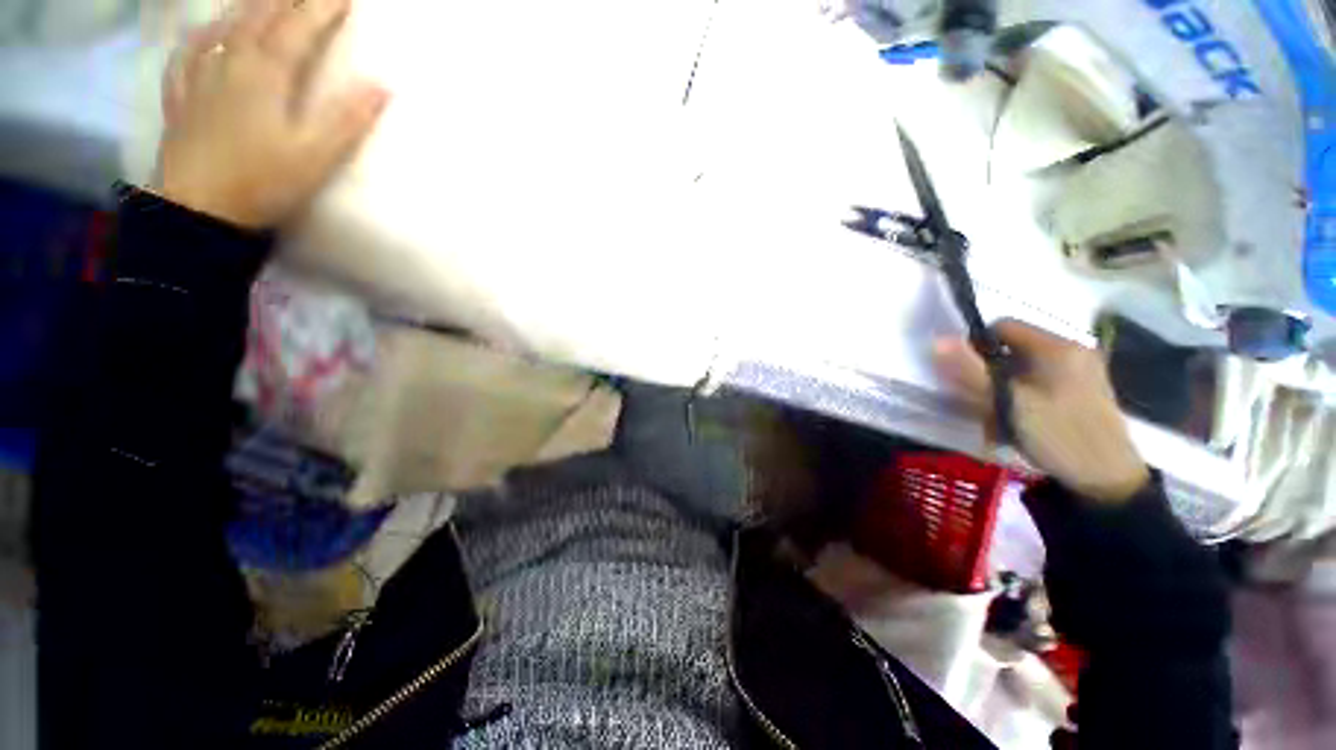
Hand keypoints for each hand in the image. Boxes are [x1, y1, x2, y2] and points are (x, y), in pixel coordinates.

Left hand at [155, 0, 387, 228]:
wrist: (199, 210)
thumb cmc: (262, 182)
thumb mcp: (315, 156)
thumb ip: (347, 119)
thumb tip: (383, 87)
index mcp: (264, 72)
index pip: (298, 26)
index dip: (322, 6)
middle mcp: (229, 60)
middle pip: (259, 14)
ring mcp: (200, 74)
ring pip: (224, 24)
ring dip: (248, 6)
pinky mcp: (182, 94)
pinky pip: (189, 51)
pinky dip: (202, 35)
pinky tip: (208, 32)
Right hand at [933, 319, 1149, 502]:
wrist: (1107, 480)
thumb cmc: (1057, 435)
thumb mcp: (1007, 403)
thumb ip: (971, 371)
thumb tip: (937, 340)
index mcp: (1057, 347)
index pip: (1002, 327)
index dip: (978, 347)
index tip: (971, 378)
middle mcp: (1073, 350)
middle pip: (1013, 350)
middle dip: (991, 376)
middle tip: (984, 407)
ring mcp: (1083, 371)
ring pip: (1024, 369)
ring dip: (1004, 391)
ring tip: (1000, 422)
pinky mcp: (1085, 390)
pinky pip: (1040, 383)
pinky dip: (1023, 398)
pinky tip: (1020, 424)